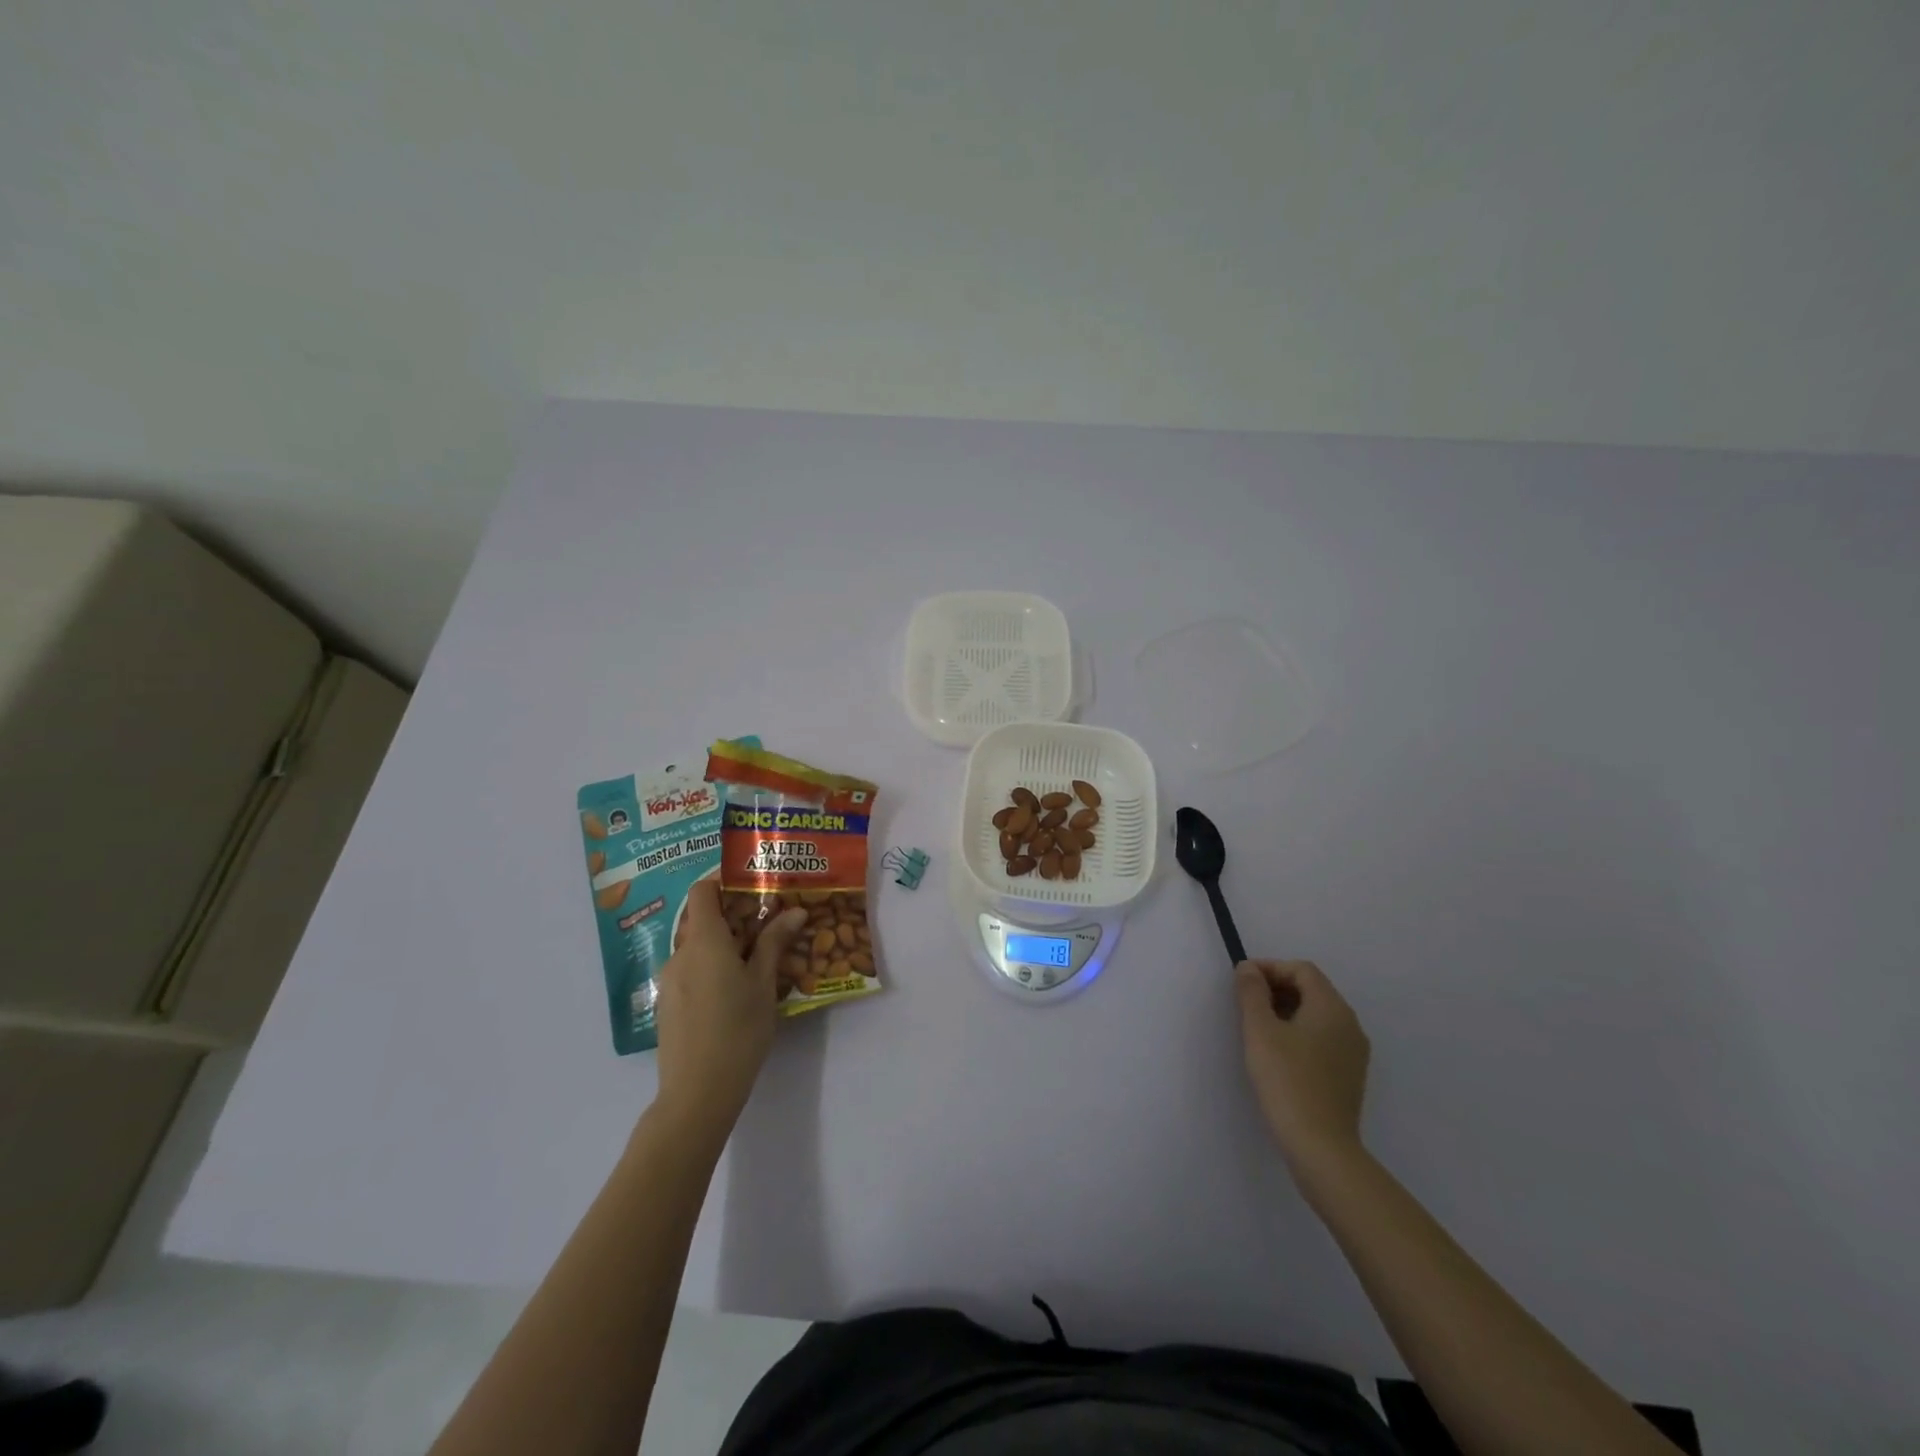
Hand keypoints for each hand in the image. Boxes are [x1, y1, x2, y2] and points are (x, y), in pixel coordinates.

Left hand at [654, 880, 806, 1134]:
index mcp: (703, 941)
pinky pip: (690, 970)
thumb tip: (794, 911)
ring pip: (696, 946)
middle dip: (733, 915)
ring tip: (757, 958)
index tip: (753, 885)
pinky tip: (735, 989)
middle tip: (768, 922)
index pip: (702, 891)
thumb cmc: (738, 1030)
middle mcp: (680, 953)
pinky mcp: (668, 1004)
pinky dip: (711, 966)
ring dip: (723, 943)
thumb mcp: (763, 983)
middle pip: (701, 918)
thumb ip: (774, 942)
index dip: (723, 881)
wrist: (697, 1092)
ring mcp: (670, 980)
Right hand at [1236, 959, 1369, 1167]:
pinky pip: (1324, 1038)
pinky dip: (1300, 1032)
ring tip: (1258, 1027)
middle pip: (1312, 989)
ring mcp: (1354, 1052)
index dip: (1270, 967)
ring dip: (1287, 1010)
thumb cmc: (1287, 1080)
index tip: (1242, 980)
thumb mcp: (1260, 1030)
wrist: (1321, 1146)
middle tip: (1246, 1002)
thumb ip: (1252, 992)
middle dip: (1277, 988)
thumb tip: (1249, 968)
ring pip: (1318, 1015)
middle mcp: (1350, 1024)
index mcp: (1332, 1007)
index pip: (1302, 970)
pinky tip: (1278, 1053)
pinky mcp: (1350, 1075)